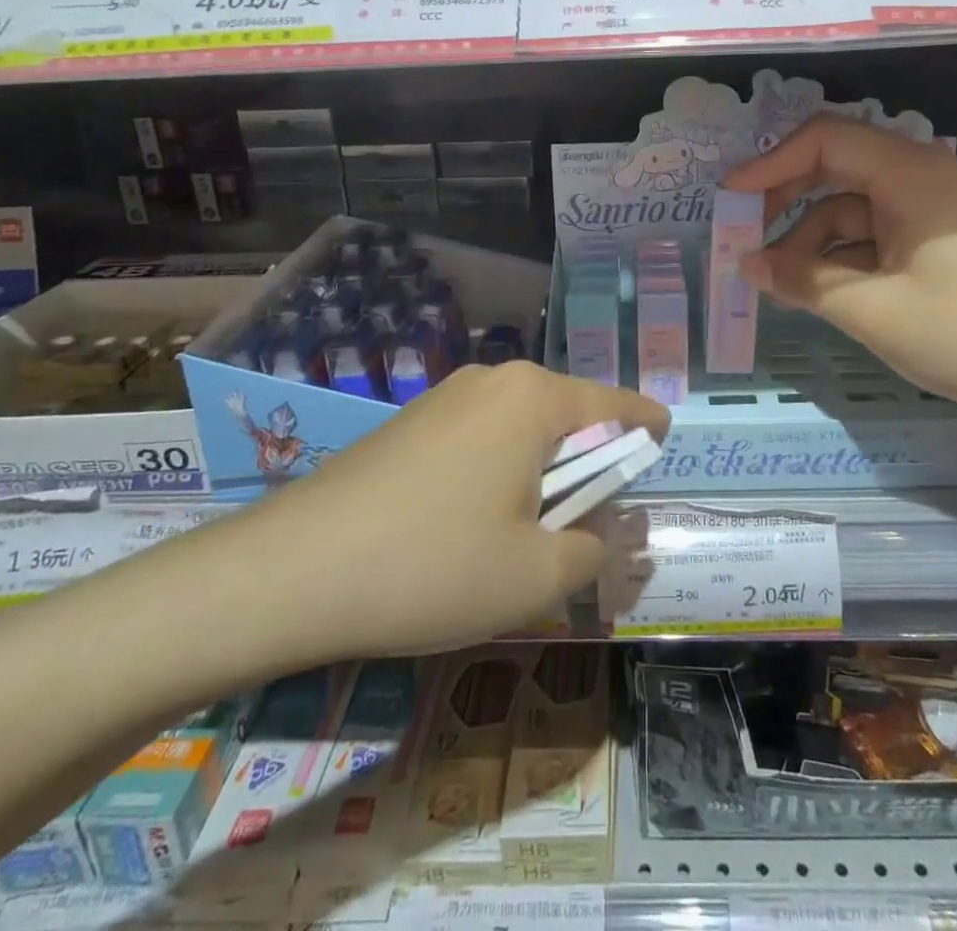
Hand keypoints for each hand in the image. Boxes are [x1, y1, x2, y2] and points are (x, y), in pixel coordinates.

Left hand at [201, 362, 668, 669]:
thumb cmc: (433, 566)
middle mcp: (493, 379)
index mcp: (534, 397)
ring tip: (526, 536)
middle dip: (589, 464)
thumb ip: (592, 548)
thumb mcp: (535, 576)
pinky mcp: (411, 421)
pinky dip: (499, 472)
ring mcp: (446, 396)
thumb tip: (601, 530)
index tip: (663, 447)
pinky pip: (480, 438)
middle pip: (567, 415)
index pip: (616, 403)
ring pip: (521, 429)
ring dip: (541, 472)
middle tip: (589, 525)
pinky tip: (472, 527)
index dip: (646, 428)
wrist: (293, 570)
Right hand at [724, 115, 956, 419]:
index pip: (824, 140)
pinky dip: (837, 257)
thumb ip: (801, 280)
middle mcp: (918, 177)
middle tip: (743, 236)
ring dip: (808, 238)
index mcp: (909, 173)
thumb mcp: (871, 310)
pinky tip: (812, 289)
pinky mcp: (931, 242)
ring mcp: (926, 210)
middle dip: (784, 199)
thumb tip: (746, 264)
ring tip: (774, 280)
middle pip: (833, 167)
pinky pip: (869, 235)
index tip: (729, 199)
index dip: (770, 163)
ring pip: (848, 207)